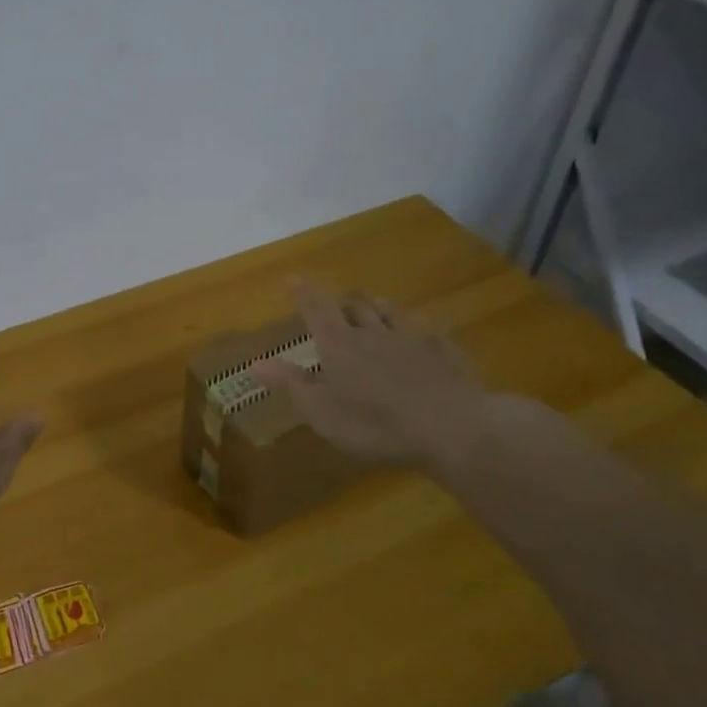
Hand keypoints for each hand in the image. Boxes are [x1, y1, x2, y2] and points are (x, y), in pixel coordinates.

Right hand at [252, 281, 485, 476]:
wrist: (452, 428)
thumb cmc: (376, 425)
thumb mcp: (322, 413)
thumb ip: (291, 385)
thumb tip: (254, 363)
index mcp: (340, 345)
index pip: (317, 309)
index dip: (303, 293)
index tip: (293, 278)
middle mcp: (374, 333)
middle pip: (355, 306)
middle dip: (342, 303)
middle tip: (335, 306)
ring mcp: (413, 339)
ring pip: (391, 312)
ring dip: (376, 308)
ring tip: (372, 308)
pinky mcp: (445, 352)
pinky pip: (426, 332)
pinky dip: (415, 331)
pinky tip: (420, 339)